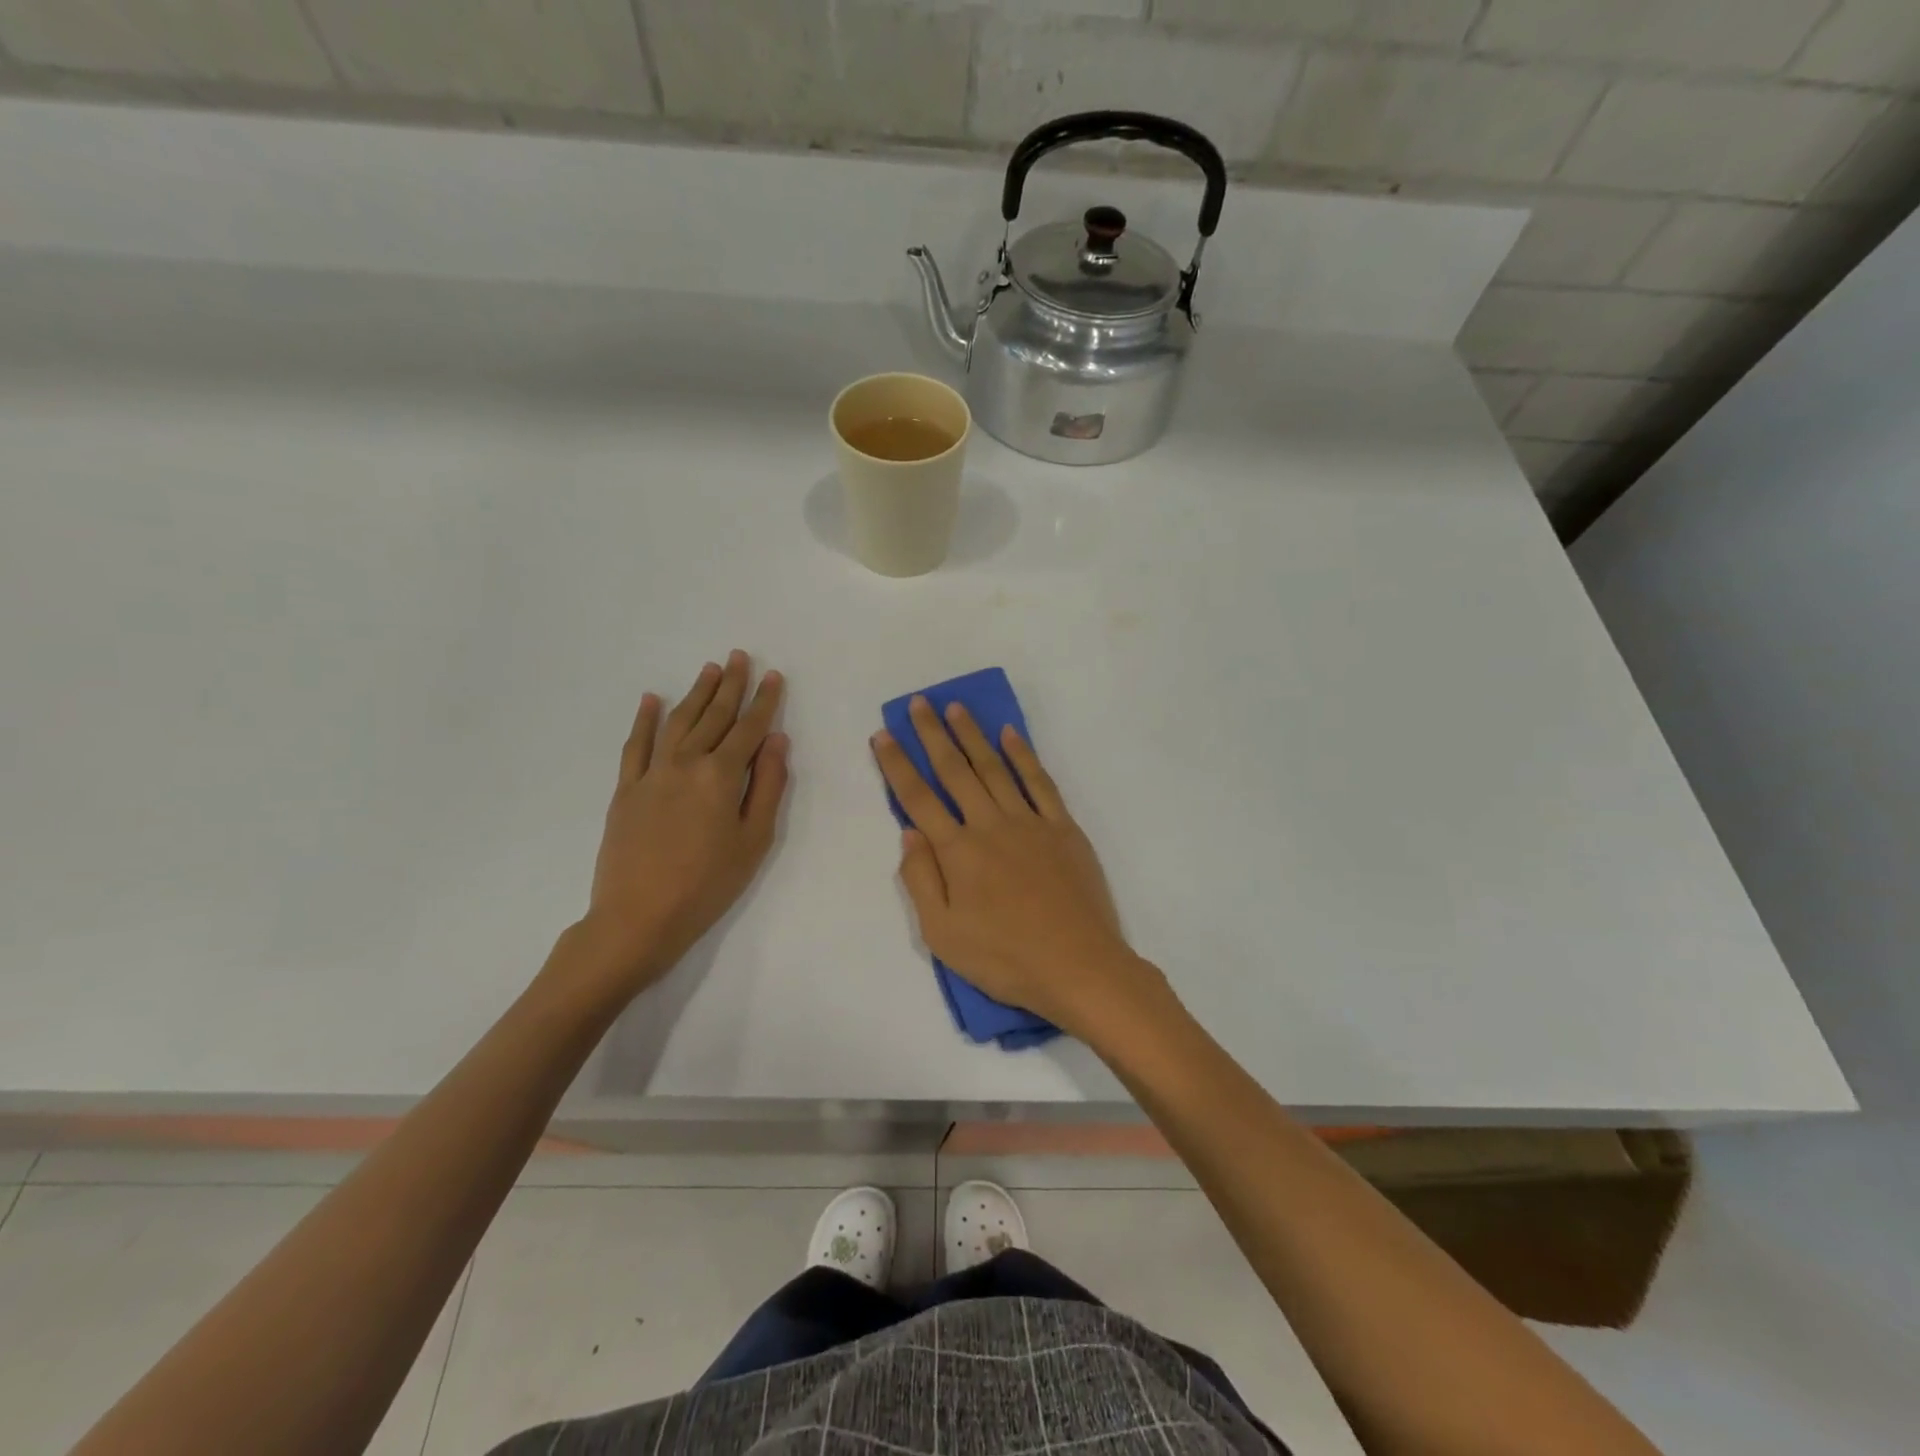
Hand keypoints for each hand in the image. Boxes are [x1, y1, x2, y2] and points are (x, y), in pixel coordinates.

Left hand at [573, 651, 788, 1000]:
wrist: (638, 917)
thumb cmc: (708, 884)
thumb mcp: (754, 840)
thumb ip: (767, 786)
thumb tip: (776, 741)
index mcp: (721, 776)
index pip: (749, 729)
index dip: (764, 702)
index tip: (773, 676)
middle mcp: (686, 763)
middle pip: (713, 716)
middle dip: (730, 685)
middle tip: (740, 657)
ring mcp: (651, 773)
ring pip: (678, 722)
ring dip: (695, 693)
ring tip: (709, 669)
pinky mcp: (626, 789)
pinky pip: (635, 745)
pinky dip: (644, 720)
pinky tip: (650, 699)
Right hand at [872, 697, 1160, 1038]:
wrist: (1079, 966)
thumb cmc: (1005, 959)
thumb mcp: (943, 935)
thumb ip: (921, 880)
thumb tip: (908, 832)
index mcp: (958, 852)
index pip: (918, 799)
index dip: (897, 765)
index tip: (882, 735)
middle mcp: (990, 825)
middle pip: (955, 771)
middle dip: (933, 735)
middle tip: (919, 704)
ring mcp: (1030, 823)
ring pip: (995, 768)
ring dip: (973, 736)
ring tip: (956, 709)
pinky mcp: (1063, 828)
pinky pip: (1040, 782)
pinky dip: (1024, 755)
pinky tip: (1011, 735)